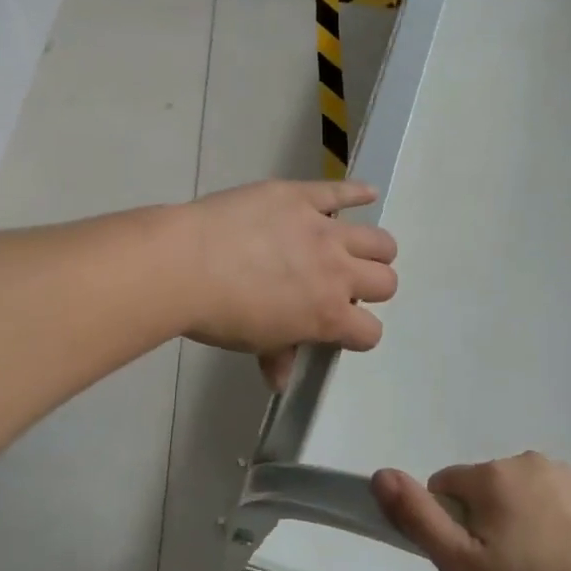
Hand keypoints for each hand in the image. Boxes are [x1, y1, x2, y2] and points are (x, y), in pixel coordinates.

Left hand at [179, 180, 396, 387]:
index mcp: (327, 315)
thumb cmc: (218, 313)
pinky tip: (367, 193)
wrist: (185, 264)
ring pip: (378, 240)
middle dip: (371, 289)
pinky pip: (340, 191)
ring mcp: (322, 229)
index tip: (341, 329)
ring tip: (356, 250)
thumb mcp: (252, 341)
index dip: (358, 333)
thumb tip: (280, 378)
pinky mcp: (301, 197)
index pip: (369, 331)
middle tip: (345, 286)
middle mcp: (337, 272)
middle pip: (385, 282)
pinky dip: (357, 192)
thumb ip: (277, 355)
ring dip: (374, 250)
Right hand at [372, 452, 570, 570]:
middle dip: (490, 521)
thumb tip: (380, 474)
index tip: (474, 560)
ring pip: (528, 493)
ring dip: (527, 520)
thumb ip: (418, 517)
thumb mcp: (462, 566)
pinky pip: (565, 499)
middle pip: (488, 489)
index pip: (446, 487)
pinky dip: (564, 521)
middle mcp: (528, 461)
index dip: (450, 525)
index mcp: (491, 475)